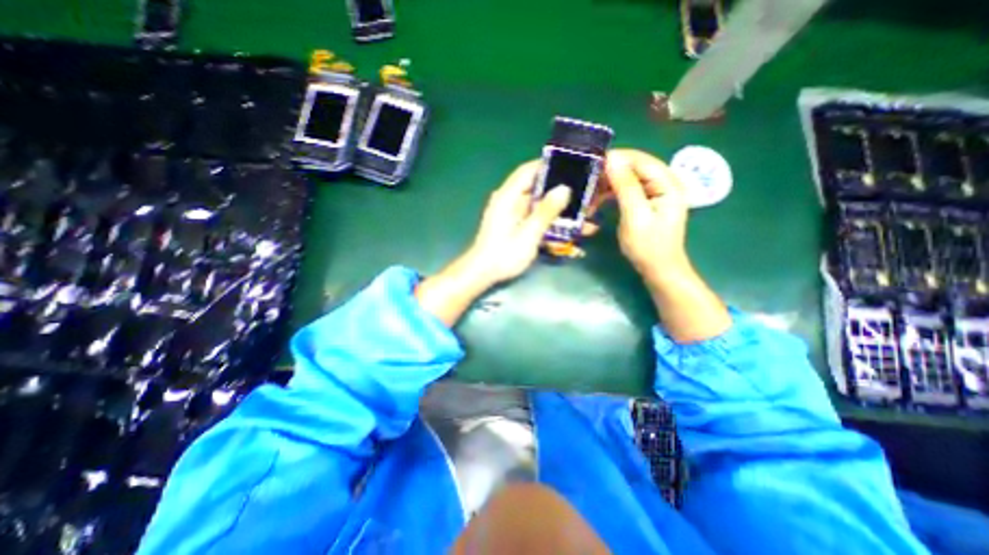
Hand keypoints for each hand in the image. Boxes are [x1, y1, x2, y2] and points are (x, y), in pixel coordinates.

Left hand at [413, 159, 577, 325]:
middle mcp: (509, 200)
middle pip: (537, 188)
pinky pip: (535, 218)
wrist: (483, 273)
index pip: (528, 171)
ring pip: (539, 205)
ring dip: (558, 211)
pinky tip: (567, 232)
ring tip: (583, 216)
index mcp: (508, 196)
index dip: (549, 166)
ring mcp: (512, 214)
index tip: (571, 167)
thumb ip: (546, 211)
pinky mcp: (515, 225)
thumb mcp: (528, 234)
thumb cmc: (504, 254)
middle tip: (583, 195)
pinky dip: (549, 223)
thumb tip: (564, 189)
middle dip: (560, 192)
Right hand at [603, 149, 689, 282]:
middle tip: (587, 182)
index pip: (641, 160)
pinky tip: (599, 199)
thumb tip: (612, 159)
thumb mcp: (635, 216)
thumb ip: (626, 186)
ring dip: (608, 183)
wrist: (658, 269)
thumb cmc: (648, 246)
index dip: (617, 158)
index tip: (591, 164)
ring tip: (590, 193)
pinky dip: (612, 192)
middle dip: (610, 172)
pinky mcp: (647, 201)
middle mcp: (664, 182)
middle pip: (634, 166)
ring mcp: (656, 192)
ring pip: (629, 177)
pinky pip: (627, 189)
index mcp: (668, 183)